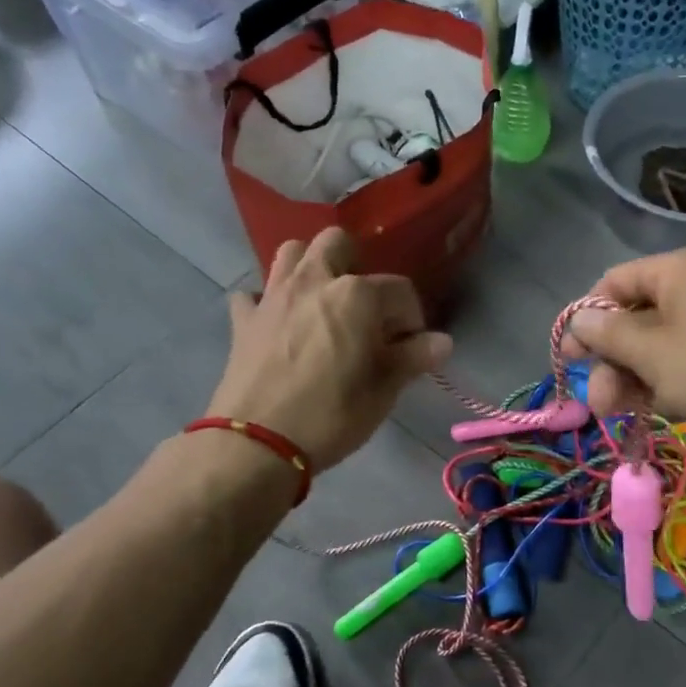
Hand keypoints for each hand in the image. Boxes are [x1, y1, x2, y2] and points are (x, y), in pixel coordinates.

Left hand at [208, 228, 450, 474]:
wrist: (257, 443)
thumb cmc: (331, 416)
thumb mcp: (382, 392)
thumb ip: (412, 359)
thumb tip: (442, 342)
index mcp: (356, 295)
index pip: (399, 290)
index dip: (411, 318)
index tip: (410, 348)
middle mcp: (314, 281)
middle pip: (337, 243)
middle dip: (356, 265)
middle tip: (363, 309)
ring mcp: (273, 296)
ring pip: (292, 253)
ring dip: (310, 268)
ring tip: (322, 303)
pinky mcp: (243, 320)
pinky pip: (254, 294)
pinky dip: (267, 303)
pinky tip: (277, 324)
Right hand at [565, 250, 685, 448]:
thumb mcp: (651, 353)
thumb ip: (607, 335)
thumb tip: (577, 321)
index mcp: (673, 272)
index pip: (611, 283)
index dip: (586, 320)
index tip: (571, 360)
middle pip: (631, 319)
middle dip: (609, 362)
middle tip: (599, 404)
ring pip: (654, 347)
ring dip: (630, 379)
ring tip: (618, 415)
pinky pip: (680, 363)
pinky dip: (660, 384)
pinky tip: (650, 411)